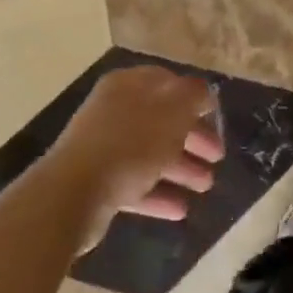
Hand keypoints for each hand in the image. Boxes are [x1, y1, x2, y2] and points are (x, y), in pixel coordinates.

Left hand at [47, 66, 224, 247]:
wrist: (74, 193)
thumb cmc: (131, 142)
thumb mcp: (174, 110)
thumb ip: (194, 95)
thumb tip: (202, 94)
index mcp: (128, 86)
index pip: (168, 84)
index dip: (195, 99)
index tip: (216, 117)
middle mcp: (114, 112)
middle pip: (161, 121)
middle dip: (192, 139)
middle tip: (217, 157)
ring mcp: (104, 148)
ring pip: (151, 154)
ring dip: (181, 169)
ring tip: (205, 186)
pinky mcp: (98, 183)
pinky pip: (136, 185)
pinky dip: (159, 194)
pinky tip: (181, 209)